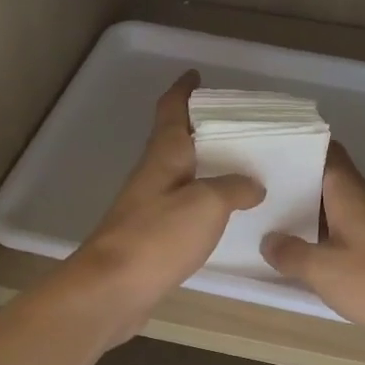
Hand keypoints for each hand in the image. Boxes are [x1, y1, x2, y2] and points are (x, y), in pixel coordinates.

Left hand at [65, 71, 263, 341]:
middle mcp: (152, 175)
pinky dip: (201, 201)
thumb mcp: (207, 204)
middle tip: (236, 126)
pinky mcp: (148, 236)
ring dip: (203, 166)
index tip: (196, 76)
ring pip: (179, 174)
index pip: (170, 111)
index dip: (182, 90)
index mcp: (163, 156)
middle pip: (174, 141)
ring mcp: (147, 206)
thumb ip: (233, 188)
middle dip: (200, 129)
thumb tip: (253, 184)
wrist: (112, 289)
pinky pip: (181, 206)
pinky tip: (221, 213)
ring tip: (238, 167)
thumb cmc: (157, 236)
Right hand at [261, 144, 364, 348]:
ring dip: (307, 213)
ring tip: (269, 220)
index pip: (326, 151)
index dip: (300, 146)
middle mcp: (364, 200)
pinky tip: (303, 254)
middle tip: (257, 189)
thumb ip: (290, 253)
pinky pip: (345, 233)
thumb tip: (269, 241)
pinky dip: (323, 238)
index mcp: (349, 192)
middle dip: (294, 183)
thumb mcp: (322, 269)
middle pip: (326, 180)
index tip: (270, 148)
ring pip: (335, 208)